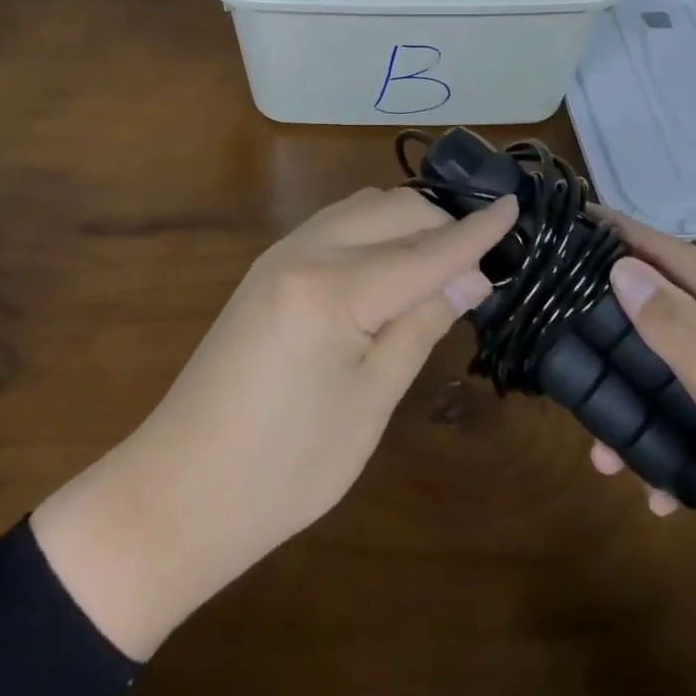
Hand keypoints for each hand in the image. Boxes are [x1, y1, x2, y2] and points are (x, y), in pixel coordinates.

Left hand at [31, 186, 515, 659]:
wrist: (180, 488)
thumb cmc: (285, 468)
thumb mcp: (369, 402)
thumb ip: (420, 324)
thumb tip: (470, 277)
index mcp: (332, 288)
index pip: (423, 249)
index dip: (474, 231)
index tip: (515, 207)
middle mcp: (304, 250)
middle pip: (391, 209)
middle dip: (441, 223)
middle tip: (480, 264)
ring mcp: (280, 253)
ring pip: (361, 209)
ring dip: (407, 223)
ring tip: (443, 263)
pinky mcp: (268, 267)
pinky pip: (336, 226)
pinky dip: (374, 232)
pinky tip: (391, 266)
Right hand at [591, 216, 695, 695]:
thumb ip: (683, 336)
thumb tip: (623, 267)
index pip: (682, 257)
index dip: (626, 235)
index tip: (571, 217)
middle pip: (681, 314)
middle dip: (622, 329)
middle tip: (562, 332)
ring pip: (693, 374)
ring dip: (647, 404)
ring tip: (599, 446)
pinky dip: (683, 447)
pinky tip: (656, 492)